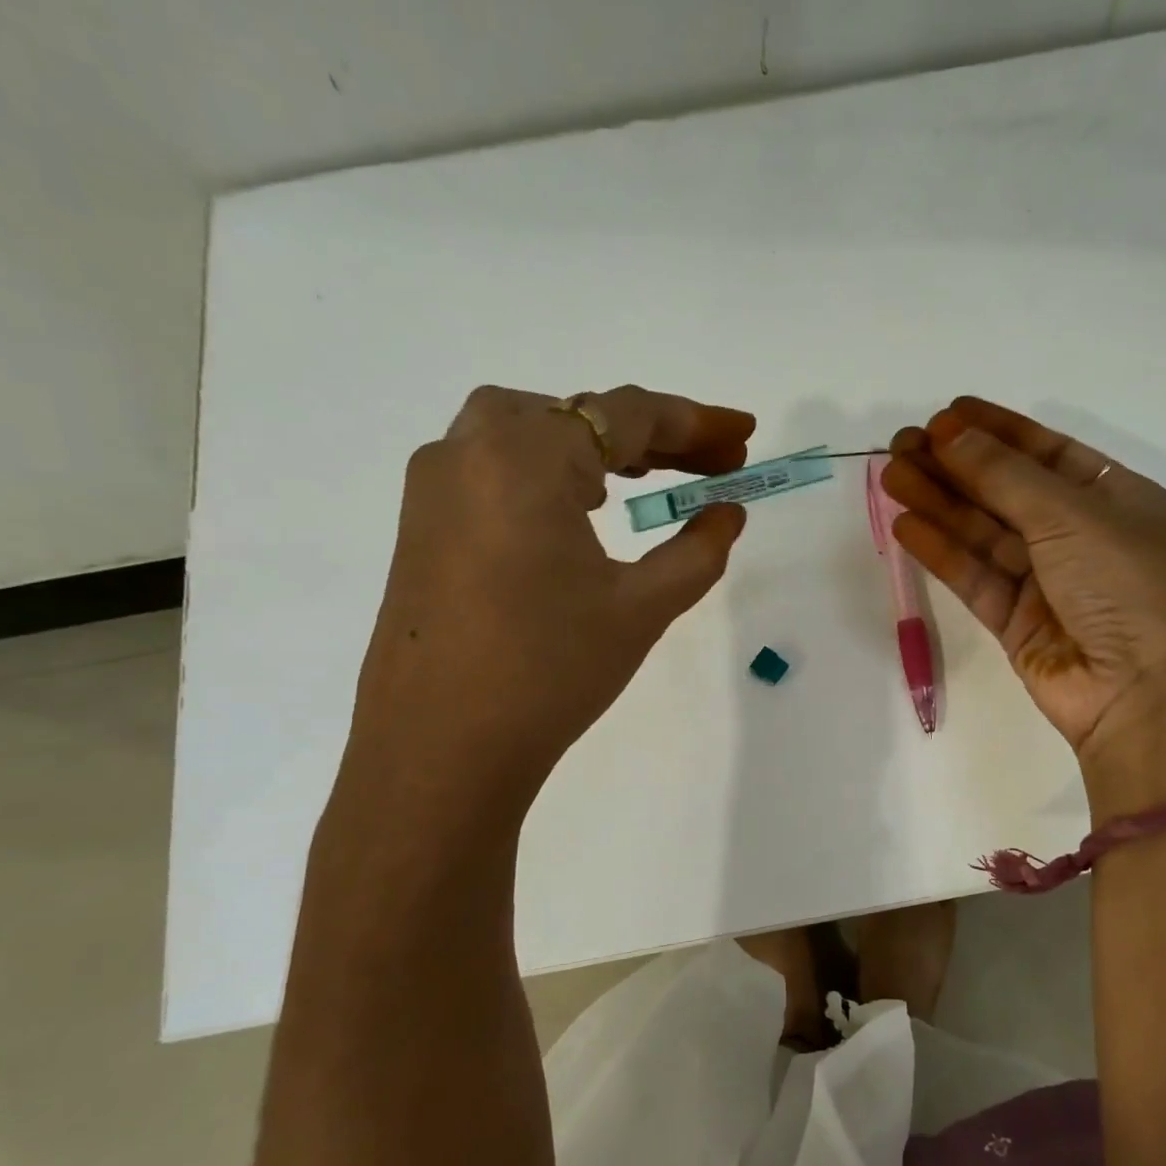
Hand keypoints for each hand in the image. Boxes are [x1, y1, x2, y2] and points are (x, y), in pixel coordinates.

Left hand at [339, 385, 753, 835]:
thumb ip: (697, 551)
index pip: (625, 415)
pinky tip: (581, 509)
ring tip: (652, 478)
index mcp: (525, 457)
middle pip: (577, 414)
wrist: (440, 751)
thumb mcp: (642, 608)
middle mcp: (470, 449)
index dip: (694, 421)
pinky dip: (551, 470)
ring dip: (598, 447)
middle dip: (652, 435)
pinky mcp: (421, 521)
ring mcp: (435, 484)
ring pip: (531, 434)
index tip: (744, 432)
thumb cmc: (550, 672)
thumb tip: (727, 513)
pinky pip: (496, 467)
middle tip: (712, 463)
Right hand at [882, 397, 1165, 816]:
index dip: (997, 431)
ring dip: (940, 504)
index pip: (1047, 453)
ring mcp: (1048, 583)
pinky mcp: (1018, 624)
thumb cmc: (1128, 586)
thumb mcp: (1073, 515)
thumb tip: (950, 433)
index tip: (947, 414)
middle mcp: (1082, 537)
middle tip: (902, 443)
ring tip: (891, 474)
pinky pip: (975, 578)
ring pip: (984, 534)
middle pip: (1007, 492)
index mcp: (1116, 499)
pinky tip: (906, 525)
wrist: (1145, 696)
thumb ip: (1005, 476)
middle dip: (957, 466)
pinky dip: (943, 552)